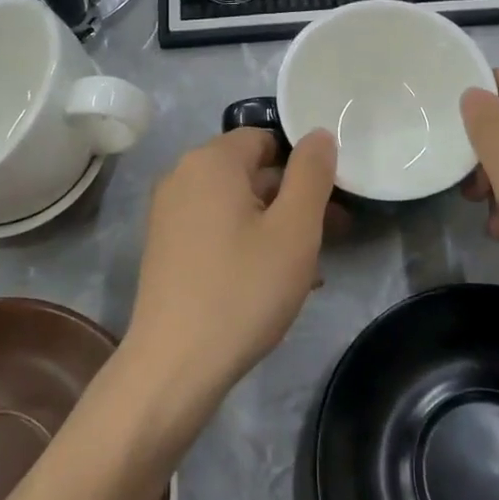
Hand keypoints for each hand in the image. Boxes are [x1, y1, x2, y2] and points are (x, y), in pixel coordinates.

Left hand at [125, 128, 338, 409]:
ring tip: (310, 266)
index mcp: (211, 160)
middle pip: (251, 171)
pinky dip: (247, 242)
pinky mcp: (166, 246)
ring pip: (236, 204)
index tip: (330, 199)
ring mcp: (169, 212)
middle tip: (332, 233)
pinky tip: (273, 280)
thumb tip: (318, 135)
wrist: (174, 365)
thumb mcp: (294, 229)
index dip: (302, 164)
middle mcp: (183, 176)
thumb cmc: (242, 289)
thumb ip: (312, 174)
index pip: (266, 138)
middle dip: (294, 198)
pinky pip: (216, 228)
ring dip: (275, 225)